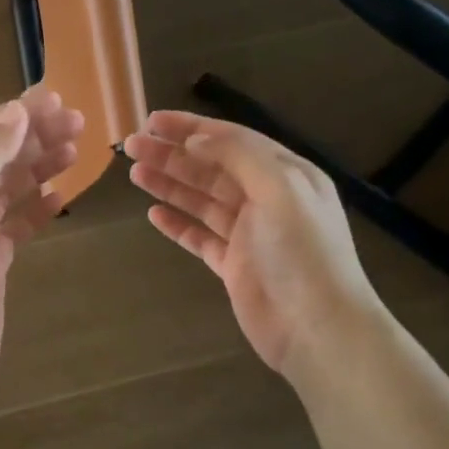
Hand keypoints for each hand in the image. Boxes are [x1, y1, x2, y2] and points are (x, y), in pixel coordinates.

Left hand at [0, 87, 83, 397]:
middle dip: (34, 136)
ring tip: (75, 150)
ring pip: (9, 188)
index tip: (56, 99)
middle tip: (78, 122)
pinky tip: (61, 197)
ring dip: (40, 166)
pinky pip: (17, 224)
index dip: (15, 115)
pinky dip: (38, 207)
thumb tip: (15, 113)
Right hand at [123, 110, 381, 378]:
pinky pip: (200, 237)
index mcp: (285, 174)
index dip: (191, 128)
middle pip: (211, 168)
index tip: (152, 121)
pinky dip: (177, 224)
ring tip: (134, 173)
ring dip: (169, 184)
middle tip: (132, 146)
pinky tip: (153, 214)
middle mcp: (267, 198)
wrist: (317, 328)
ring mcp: (249, 233)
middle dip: (172, 155)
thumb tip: (195, 140)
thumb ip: (238, 157)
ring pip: (202, 200)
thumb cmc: (302, 253)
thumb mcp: (280, 189)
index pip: (231, 140)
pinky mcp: (234, 265)